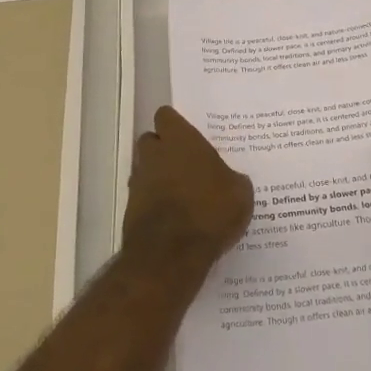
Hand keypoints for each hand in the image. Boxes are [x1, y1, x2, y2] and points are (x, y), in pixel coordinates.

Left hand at [123, 106, 253, 272]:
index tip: (190, 137)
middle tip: (187, 165)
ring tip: (182, 195)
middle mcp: (154, 154)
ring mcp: (139, 181)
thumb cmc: (210, 211)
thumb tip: (229, 179)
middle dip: (164, 149)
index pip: (166, 116)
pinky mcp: (130, 208)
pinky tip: (173, 218)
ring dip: (158, 176)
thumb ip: (232, 178)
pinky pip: (143, 196)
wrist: (170, 255)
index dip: (176, 125)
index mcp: (180, 140)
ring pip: (145, 169)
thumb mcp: (240, 193)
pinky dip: (154, 202)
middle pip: (151, 140)